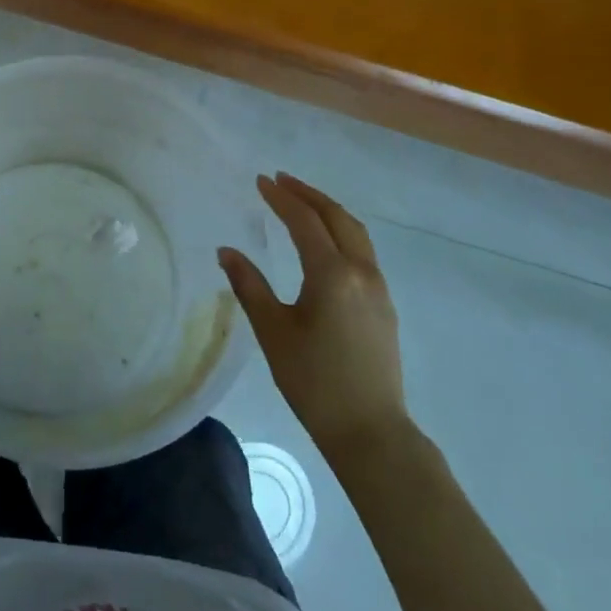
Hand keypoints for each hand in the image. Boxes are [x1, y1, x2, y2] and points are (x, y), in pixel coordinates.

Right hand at [219, 174, 408, 455]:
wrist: (370, 430)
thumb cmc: (314, 382)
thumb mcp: (273, 332)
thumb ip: (249, 286)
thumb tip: (226, 251)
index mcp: (332, 274)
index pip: (305, 221)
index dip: (281, 198)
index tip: (261, 181)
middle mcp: (360, 272)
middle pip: (337, 217)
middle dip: (308, 194)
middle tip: (281, 181)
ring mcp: (378, 288)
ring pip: (355, 233)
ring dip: (328, 211)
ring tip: (302, 202)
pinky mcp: (384, 305)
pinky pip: (363, 251)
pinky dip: (341, 232)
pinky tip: (325, 243)